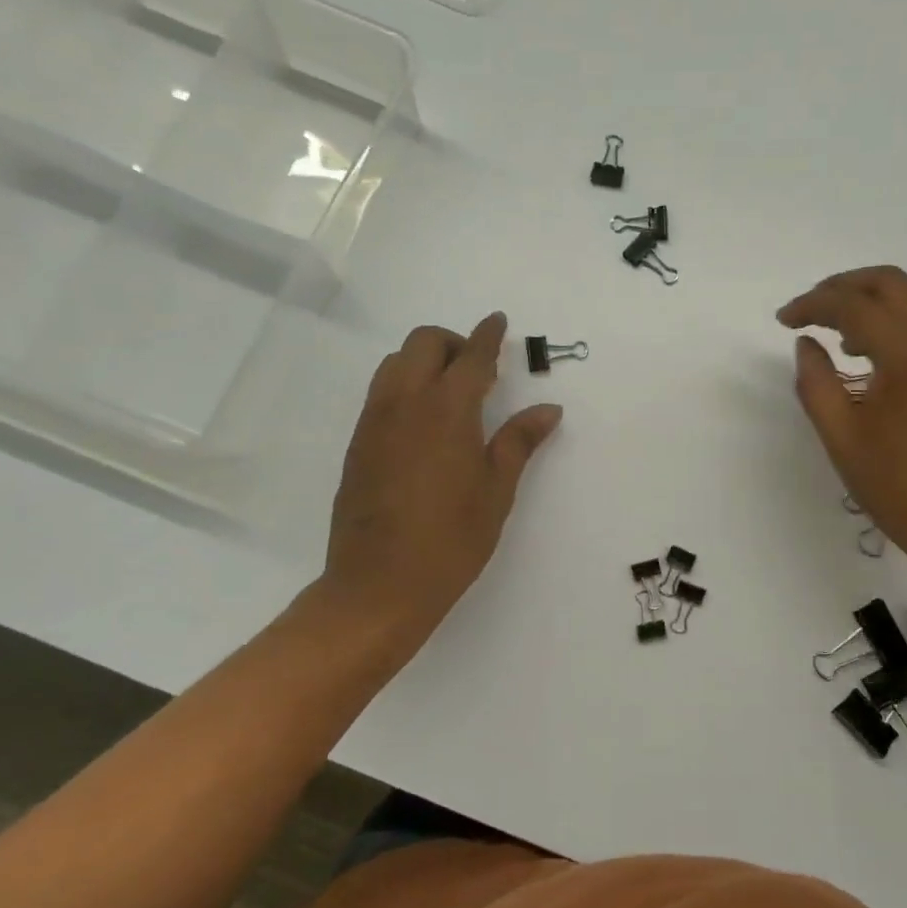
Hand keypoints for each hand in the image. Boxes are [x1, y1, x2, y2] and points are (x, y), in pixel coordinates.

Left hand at [312, 313, 561, 644]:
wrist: (379, 586)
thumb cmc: (451, 540)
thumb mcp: (496, 491)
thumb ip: (519, 441)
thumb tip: (549, 409)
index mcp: (447, 411)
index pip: (471, 357)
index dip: (488, 335)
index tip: (498, 321)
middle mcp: (404, 404)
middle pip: (423, 343)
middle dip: (452, 342)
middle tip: (479, 370)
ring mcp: (374, 422)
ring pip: (395, 364)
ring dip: (424, 361)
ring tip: (451, 394)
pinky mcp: (357, 444)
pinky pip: (381, 393)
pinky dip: (405, 386)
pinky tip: (424, 423)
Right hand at [778, 267, 906, 581]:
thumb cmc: (903, 488)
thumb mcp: (843, 439)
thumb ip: (816, 383)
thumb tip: (807, 344)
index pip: (853, 305)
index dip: (812, 305)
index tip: (783, 319)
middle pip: (890, 282)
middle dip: (843, 286)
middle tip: (809, 308)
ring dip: (872, 299)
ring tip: (837, 330)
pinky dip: (897, 318)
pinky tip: (873, 352)